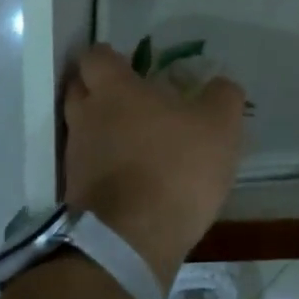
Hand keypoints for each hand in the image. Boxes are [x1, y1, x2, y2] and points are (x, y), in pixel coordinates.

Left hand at [62, 44, 246, 289]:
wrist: (131, 242)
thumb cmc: (175, 167)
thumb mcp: (220, 124)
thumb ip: (223, 96)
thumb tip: (220, 86)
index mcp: (114, 90)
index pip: (96, 56)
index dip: (112, 58)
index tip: (133, 66)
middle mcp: (85, 117)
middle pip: (80, 90)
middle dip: (100, 91)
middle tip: (133, 99)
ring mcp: (76, 159)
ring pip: (83, 131)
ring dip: (103, 132)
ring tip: (137, 143)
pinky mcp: (75, 197)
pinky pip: (88, 169)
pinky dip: (105, 168)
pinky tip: (134, 179)